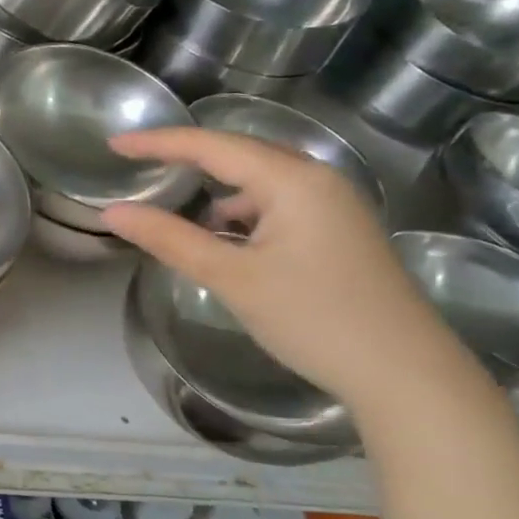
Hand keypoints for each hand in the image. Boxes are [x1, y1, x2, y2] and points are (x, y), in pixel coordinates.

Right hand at [101, 128, 459, 406]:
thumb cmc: (314, 318)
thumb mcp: (232, 278)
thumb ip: (169, 239)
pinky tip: (225, 235)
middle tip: (137, 159)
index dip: (158, 142)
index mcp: (293, 180)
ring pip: (260, 179)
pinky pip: (278, 202)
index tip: (113, 144)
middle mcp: (318, 179)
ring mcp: (334, 205)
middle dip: (186, 156)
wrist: (406, 375)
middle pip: (239, 153)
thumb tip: (112, 212)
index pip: (211, 146)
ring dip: (216, 185)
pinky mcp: (338, 231)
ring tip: (175, 199)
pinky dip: (242, 209)